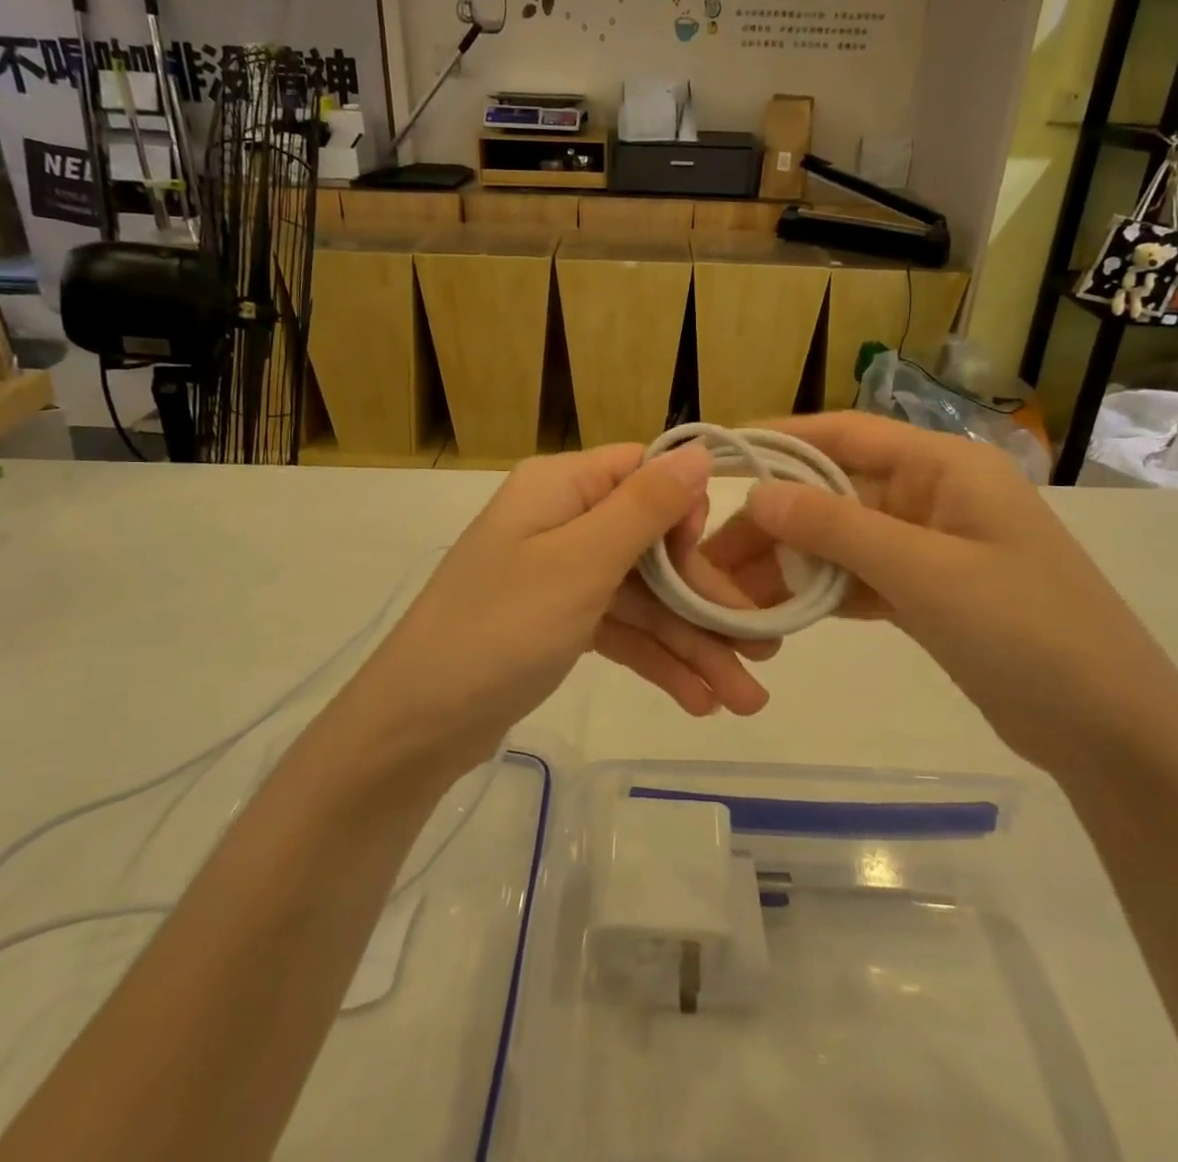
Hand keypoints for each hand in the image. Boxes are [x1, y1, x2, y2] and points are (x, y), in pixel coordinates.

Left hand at [343, 443, 774, 771]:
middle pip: (653, 546)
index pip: (645, 474)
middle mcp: (564, 521)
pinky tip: (699, 701)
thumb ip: (644, 507)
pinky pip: (621, 629)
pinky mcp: (559, 622)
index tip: (717, 565)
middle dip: (705, 602)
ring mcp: (561, 575)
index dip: (688, 514)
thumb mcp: (579, 563)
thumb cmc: (498, 629)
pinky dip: (656, 660)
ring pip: (643, 597)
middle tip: (763, 654)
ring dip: (691, 645)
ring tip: (744, 701)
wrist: (415, 727)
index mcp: (562, 487)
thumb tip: (699, 449)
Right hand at [696, 413, 1177, 772]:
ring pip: (841, 539)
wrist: (1112, 733)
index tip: (721, 458)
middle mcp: (935, 495)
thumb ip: (837, 528)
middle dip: (774, 519)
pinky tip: (778, 612)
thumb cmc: (1027, 632)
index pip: (846, 434)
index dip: (780, 439)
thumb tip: (758, 493)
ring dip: (790, 562)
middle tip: (711, 557)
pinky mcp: (929, 593)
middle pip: (835, 491)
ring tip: (730, 593)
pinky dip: (820, 591)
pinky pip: (859, 578)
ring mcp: (932, 546)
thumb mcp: (925, 572)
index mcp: (945, 467)